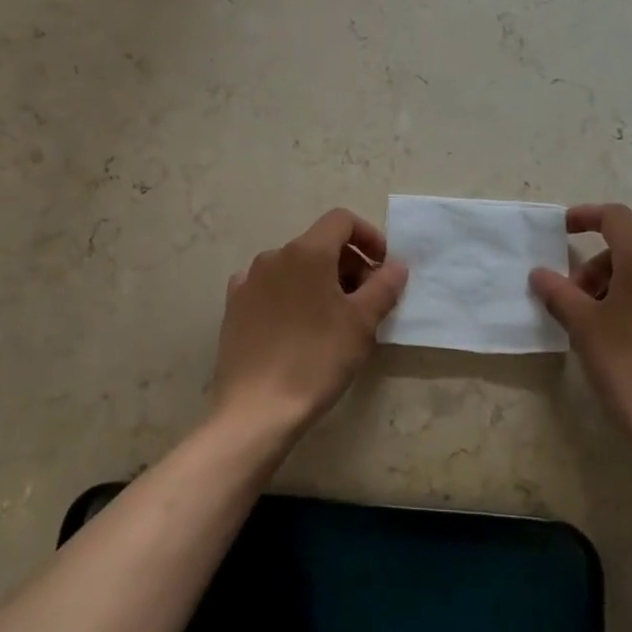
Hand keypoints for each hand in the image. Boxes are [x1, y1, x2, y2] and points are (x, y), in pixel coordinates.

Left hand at [212, 208, 408, 439]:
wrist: (256, 410)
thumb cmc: (316, 359)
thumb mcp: (362, 323)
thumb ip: (384, 286)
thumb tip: (396, 265)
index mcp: (306, 251)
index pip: (341, 220)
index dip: (368, 236)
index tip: (383, 267)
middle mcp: (274, 255)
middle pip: (319, 244)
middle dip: (348, 264)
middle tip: (366, 301)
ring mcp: (249, 280)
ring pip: (295, 266)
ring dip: (321, 280)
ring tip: (334, 319)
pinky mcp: (234, 306)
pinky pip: (270, 287)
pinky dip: (291, 295)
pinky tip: (297, 326)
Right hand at [530, 203, 631, 459]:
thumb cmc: (628, 368)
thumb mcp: (582, 328)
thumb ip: (558, 292)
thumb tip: (541, 273)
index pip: (615, 218)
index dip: (587, 216)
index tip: (565, 230)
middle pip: (631, 254)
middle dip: (600, 271)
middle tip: (580, 306)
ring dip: (626, 292)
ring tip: (610, 330)